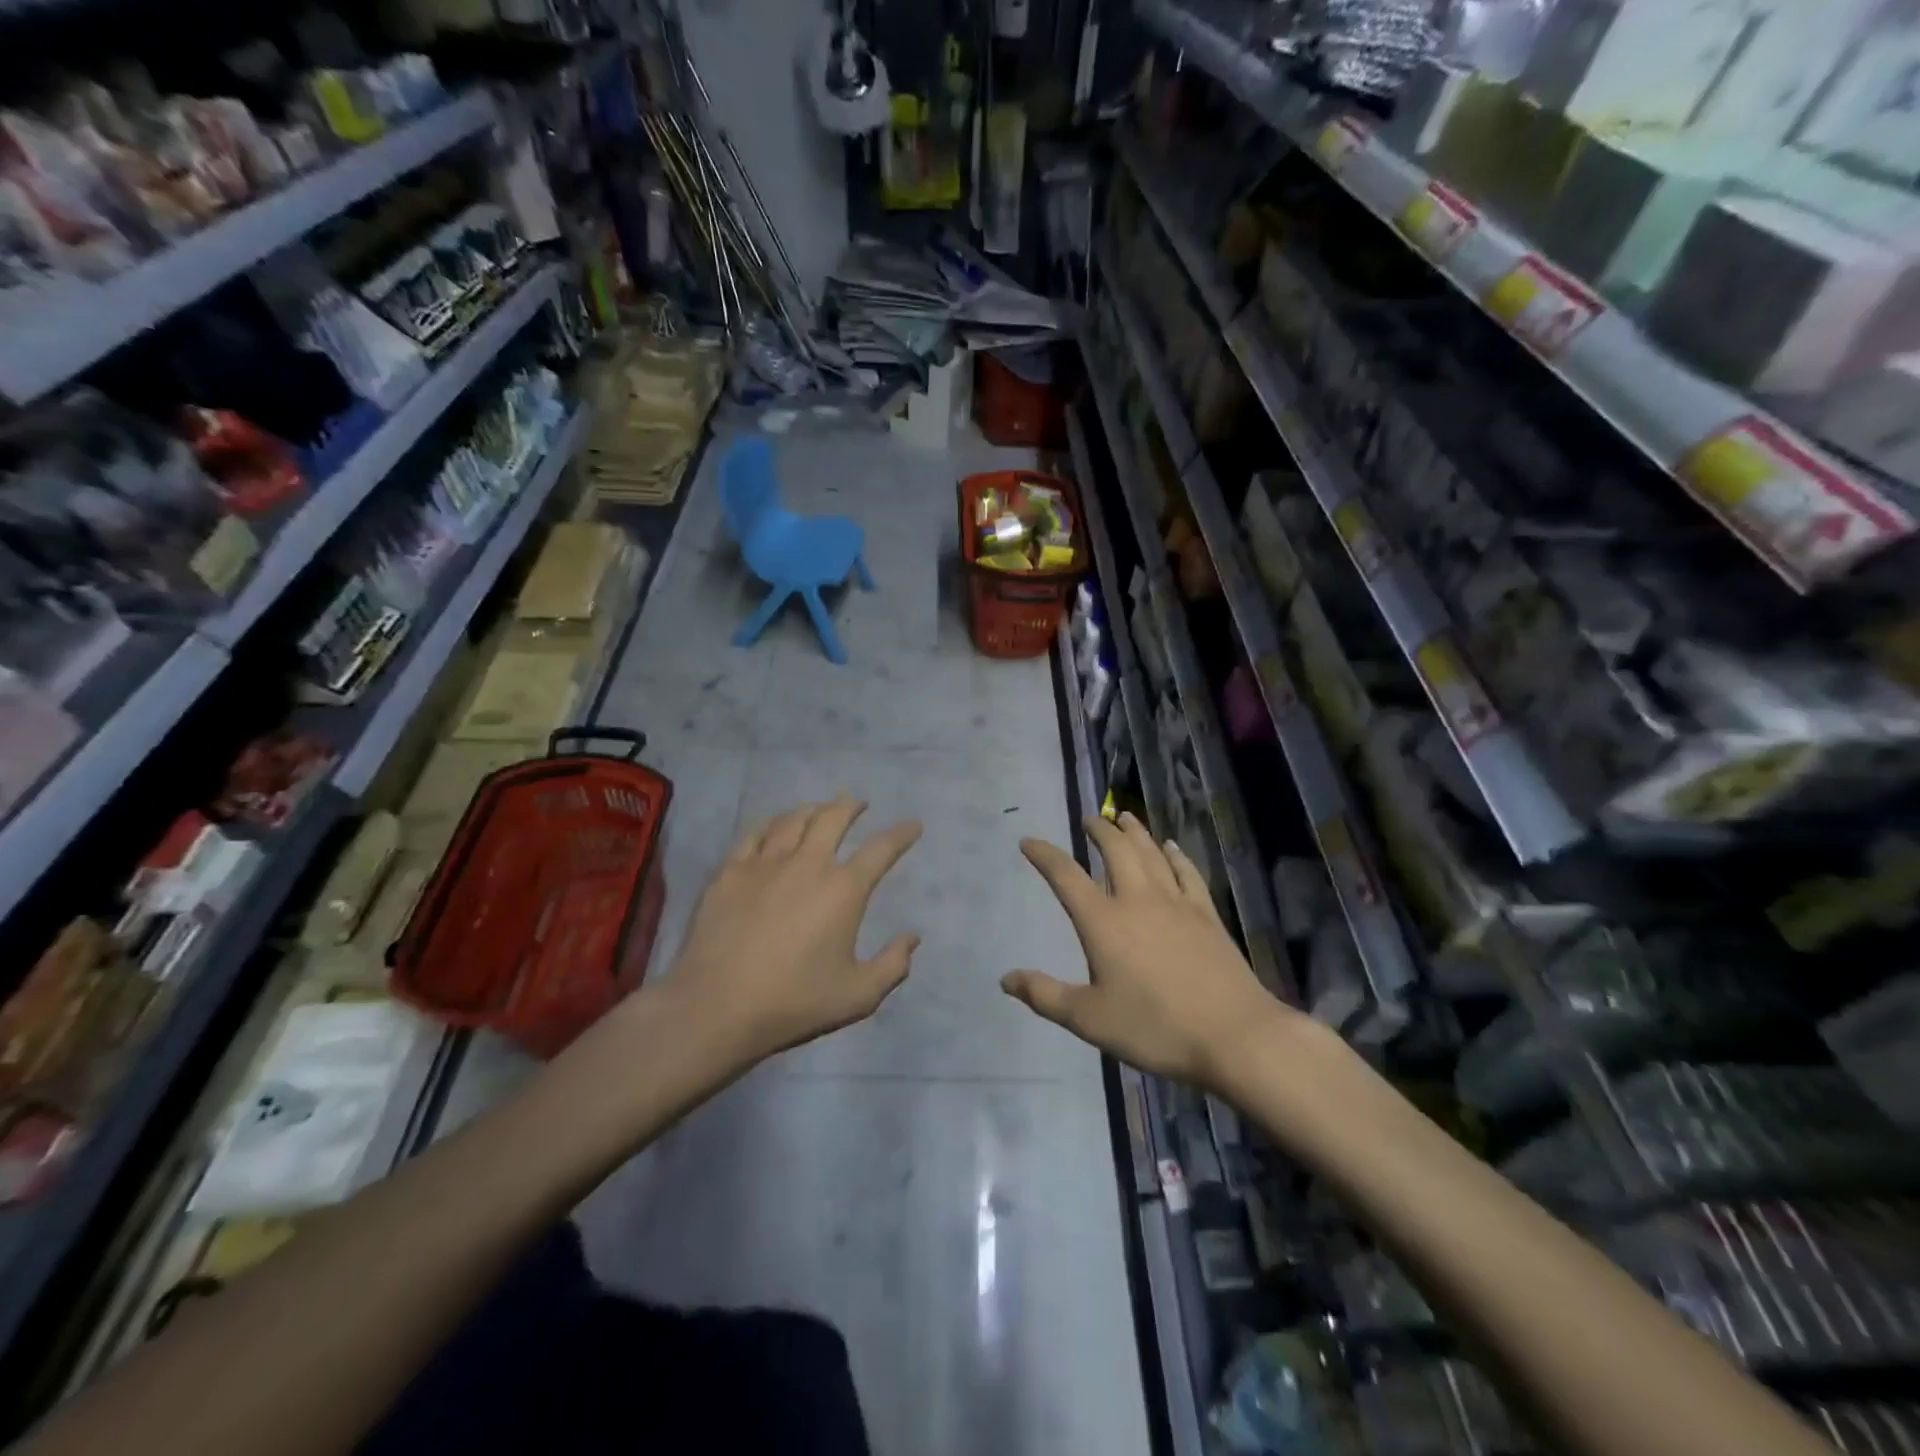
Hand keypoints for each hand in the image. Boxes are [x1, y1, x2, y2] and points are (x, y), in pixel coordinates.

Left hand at [666, 795, 922, 1067]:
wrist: (717, 1006)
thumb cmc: (794, 1002)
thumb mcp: (858, 996)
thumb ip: (892, 965)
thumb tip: (912, 937)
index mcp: (843, 890)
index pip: (881, 849)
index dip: (901, 834)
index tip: (913, 825)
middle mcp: (807, 864)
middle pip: (833, 818)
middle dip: (851, 806)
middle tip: (858, 803)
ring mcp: (765, 864)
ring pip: (793, 820)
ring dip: (812, 809)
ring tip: (819, 808)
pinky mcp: (730, 872)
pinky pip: (754, 834)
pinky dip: (770, 823)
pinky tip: (773, 826)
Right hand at [1002, 812, 1290, 1090]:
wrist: (1233, 1034)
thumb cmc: (1155, 1028)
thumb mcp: (1089, 1019)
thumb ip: (1045, 996)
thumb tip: (1006, 979)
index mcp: (1103, 922)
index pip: (1066, 877)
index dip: (1045, 856)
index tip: (1028, 841)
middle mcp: (1137, 900)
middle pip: (1115, 851)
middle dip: (1099, 831)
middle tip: (1089, 819)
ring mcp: (1176, 903)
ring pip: (1151, 853)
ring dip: (1134, 832)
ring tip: (1123, 817)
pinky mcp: (1206, 914)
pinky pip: (1186, 871)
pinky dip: (1175, 854)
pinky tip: (1171, 847)